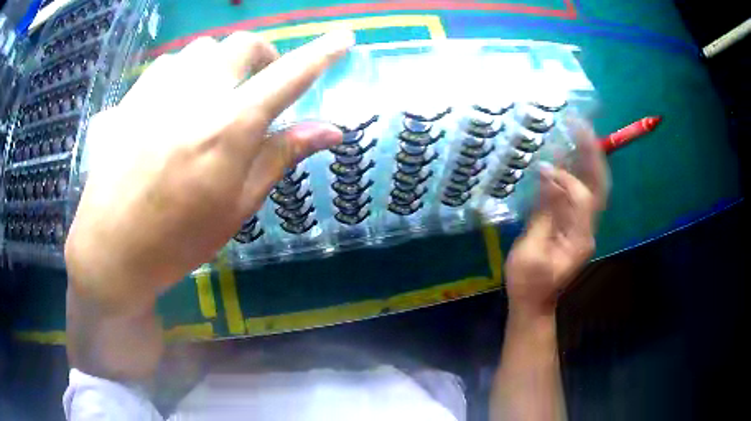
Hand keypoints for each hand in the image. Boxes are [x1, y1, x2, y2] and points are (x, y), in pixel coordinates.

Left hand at [65, 31, 353, 310]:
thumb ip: (281, 156)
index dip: (321, 54)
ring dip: (218, 64)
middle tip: (258, 85)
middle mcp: (195, 94)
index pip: (289, 76)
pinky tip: (173, 102)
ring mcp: (157, 91)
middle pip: (242, 44)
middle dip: (261, 56)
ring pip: (202, 49)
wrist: (111, 248)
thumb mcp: (237, 206)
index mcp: (229, 127)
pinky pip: (167, 65)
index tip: (343, 37)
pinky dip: (182, 73)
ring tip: (211, 96)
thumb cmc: (179, 239)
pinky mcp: (131, 98)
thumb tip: (331, 131)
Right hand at [505, 122, 609, 315]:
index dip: (567, 179)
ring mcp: (584, 227)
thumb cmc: (528, 282)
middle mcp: (588, 229)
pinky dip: (576, 173)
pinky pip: (580, 194)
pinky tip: (566, 157)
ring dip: (587, 159)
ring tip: (577, 132)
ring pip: (593, 187)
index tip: (546, 166)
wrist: (534, 304)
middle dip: (592, 154)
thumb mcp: (531, 251)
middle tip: (581, 126)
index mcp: (579, 238)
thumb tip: (547, 176)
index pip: (582, 198)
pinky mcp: (575, 225)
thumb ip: (543, 214)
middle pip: (599, 186)